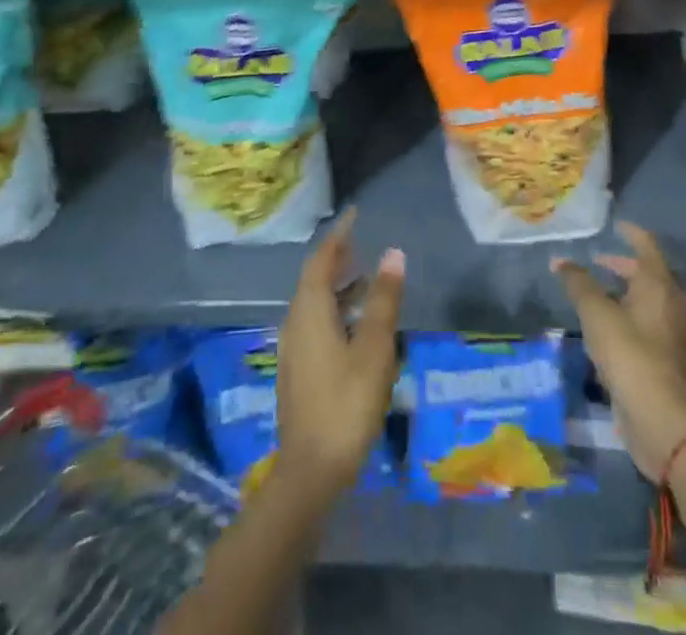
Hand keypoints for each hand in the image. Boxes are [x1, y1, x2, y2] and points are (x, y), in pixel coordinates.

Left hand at [276, 209, 404, 499]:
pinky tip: (355, 323)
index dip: (338, 235)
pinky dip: (334, 308)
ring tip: (365, 277)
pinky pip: (315, 321)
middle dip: (337, 258)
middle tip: (361, 242)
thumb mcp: (373, 348)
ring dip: (337, 285)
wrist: (310, 471)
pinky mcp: (298, 370)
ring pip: (314, 302)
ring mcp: (293, 348)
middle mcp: (295, 321)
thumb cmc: (346, 403)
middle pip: (314, 278)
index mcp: (309, 310)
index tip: (354, 214)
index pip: (321, 259)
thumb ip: (383, 299)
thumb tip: (392, 253)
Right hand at [554, 222, 685, 482]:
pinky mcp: (664, 358)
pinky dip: (626, 315)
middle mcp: (669, 302)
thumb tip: (559, 260)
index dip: (630, 232)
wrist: (661, 419)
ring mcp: (669, 332)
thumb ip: (578, 283)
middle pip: (647, 274)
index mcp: (657, 284)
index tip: (615, 225)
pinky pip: (645, 323)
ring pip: (645, 300)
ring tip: (594, 293)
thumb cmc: (630, 354)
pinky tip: (604, 327)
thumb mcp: (596, 313)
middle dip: (621, 265)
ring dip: (623, 292)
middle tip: (595, 261)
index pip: (646, 245)